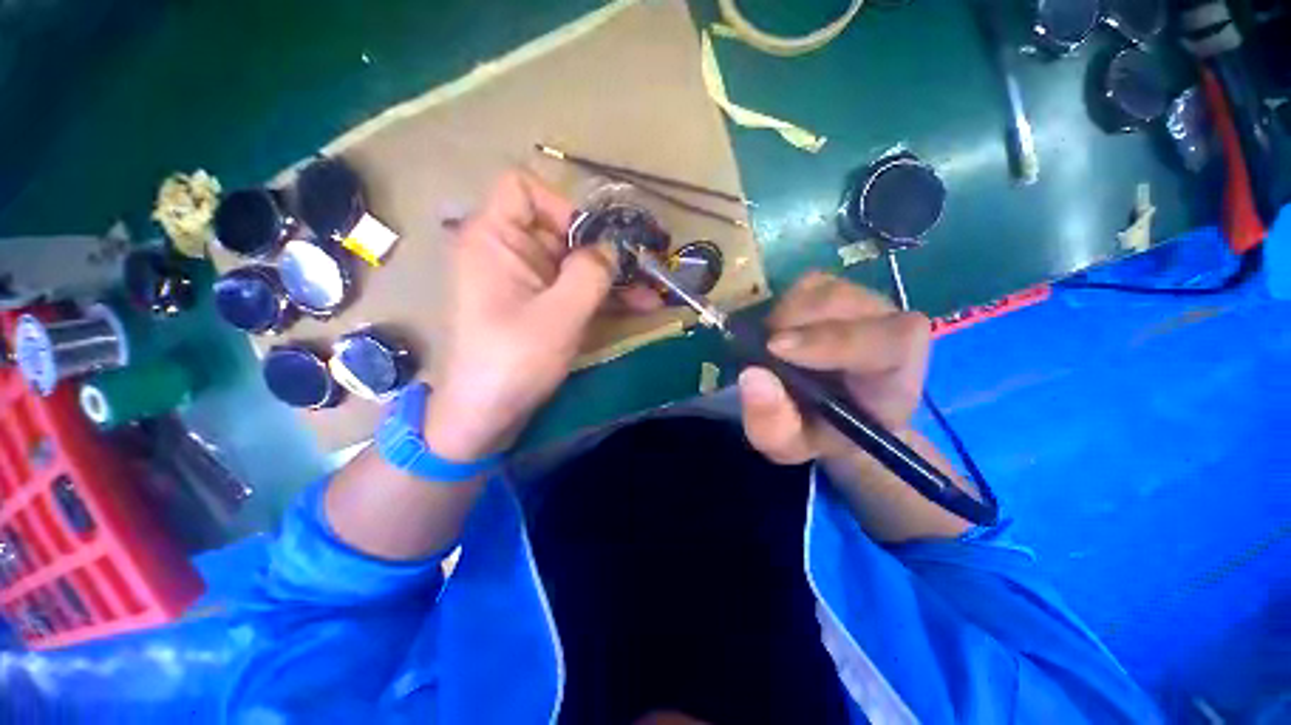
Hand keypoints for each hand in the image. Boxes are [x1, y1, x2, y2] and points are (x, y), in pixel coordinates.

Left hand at [425, 170, 615, 459]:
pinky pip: (573, 289)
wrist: (486, 415)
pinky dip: (602, 296)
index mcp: (494, 239)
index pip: (522, 188)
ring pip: (573, 263)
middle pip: (559, 229)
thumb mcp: (559, 315)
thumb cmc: (514, 361)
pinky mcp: (538, 305)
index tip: (592, 240)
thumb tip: (612, 249)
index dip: (561, 205)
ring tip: (653, 290)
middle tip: (643, 267)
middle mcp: (507, 252)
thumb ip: (590, 273)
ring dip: (612, 276)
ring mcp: (525, 281)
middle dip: (603, 249)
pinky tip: (638, 306)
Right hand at [737, 272, 930, 464]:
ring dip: (784, 316)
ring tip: (773, 349)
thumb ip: (773, 423)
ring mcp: (867, 304)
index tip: (775, 349)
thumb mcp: (790, 446)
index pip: (888, 342)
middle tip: (762, 352)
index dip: (832, 340)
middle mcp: (890, 328)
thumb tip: (751, 375)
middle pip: (844, 303)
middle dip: (793, 323)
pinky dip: (784, 305)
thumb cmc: (820, 432)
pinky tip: (781, 333)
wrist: (837, 413)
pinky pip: (808, 284)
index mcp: (895, 377)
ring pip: (822, 289)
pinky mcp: (842, 291)